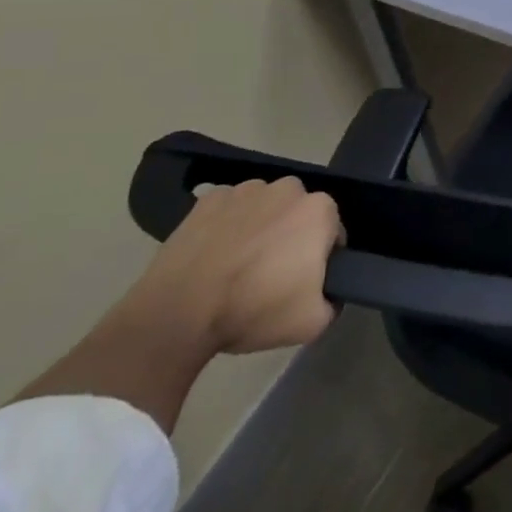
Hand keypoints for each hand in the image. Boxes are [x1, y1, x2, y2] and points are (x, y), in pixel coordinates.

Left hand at [126, 177, 342, 355]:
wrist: (178, 312)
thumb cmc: (253, 310)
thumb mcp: (312, 323)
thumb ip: (333, 302)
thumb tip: (327, 293)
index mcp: (319, 210)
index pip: (332, 232)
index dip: (320, 259)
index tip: (301, 282)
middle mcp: (288, 188)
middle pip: (299, 213)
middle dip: (291, 236)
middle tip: (271, 274)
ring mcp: (246, 190)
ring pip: (264, 207)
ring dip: (260, 227)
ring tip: (238, 265)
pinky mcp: (209, 199)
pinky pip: (229, 209)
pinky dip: (227, 225)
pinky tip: (214, 254)